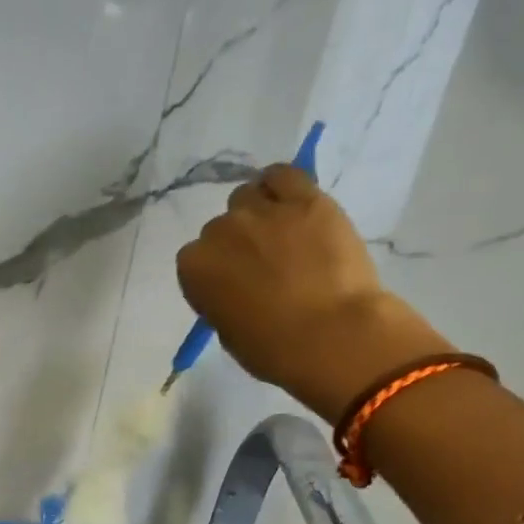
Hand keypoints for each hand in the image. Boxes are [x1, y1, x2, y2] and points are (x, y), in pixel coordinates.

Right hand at [175, 162, 451, 419]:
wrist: (330, 334)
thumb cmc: (270, 348)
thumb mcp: (226, 329)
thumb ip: (220, 297)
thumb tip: (235, 284)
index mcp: (193, 267)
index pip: (195, 258)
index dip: (216, 269)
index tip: (233, 283)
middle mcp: (220, 231)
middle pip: (221, 226)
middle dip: (237, 242)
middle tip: (262, 263)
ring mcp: (262, 211)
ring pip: (248, 196)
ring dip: (257, 211)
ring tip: (280, 232)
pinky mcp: (305, 198)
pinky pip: (283, 175)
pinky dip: (281, 185)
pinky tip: (290, 201)